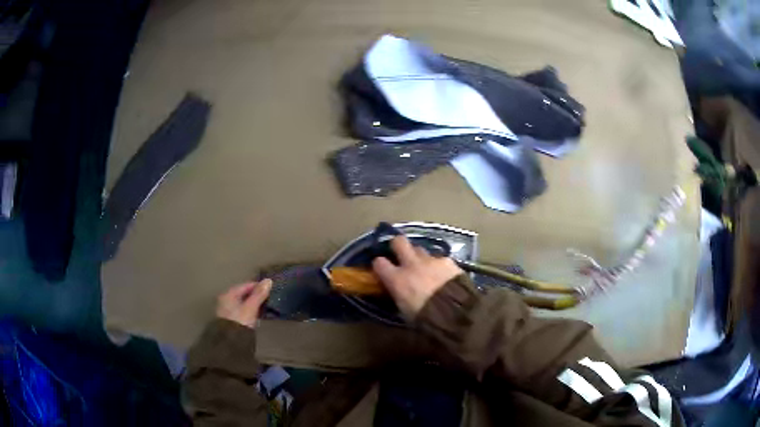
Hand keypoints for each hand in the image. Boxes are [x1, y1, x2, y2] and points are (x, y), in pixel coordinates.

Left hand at [216, 279, 271, 327]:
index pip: (246, 285)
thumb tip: (268, 280)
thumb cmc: (240, 321)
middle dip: (256, 296)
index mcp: (228, 294)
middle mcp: (226, 300)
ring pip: (243, 303)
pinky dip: (250, 311)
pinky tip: (257, 315)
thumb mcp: (251, 307)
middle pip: (243, 294)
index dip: (258, 286)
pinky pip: (242, 311)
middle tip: (269, 299)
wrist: (231, 343)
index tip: (270, 290)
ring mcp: (227, 310)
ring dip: (254, 304)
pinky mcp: (231, 320)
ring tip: (265, 307)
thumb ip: (259, 294)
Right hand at [372, 236, 462, 318]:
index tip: (382, 269)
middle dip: (398, 246)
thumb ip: (399, 296)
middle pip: (399, 242)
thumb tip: (397, 291)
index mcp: (397, 279)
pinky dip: (438, 265)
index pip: (379, 262)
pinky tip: (443, 274)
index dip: (380, 265)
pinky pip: (438, 258)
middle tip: (400, 254)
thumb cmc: (425, 319)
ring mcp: (431, 260)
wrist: (455, 313)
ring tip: (424, 267)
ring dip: (419, 257)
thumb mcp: (404, 311)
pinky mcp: (448, 261)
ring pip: (420, 249)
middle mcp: (412, 265)